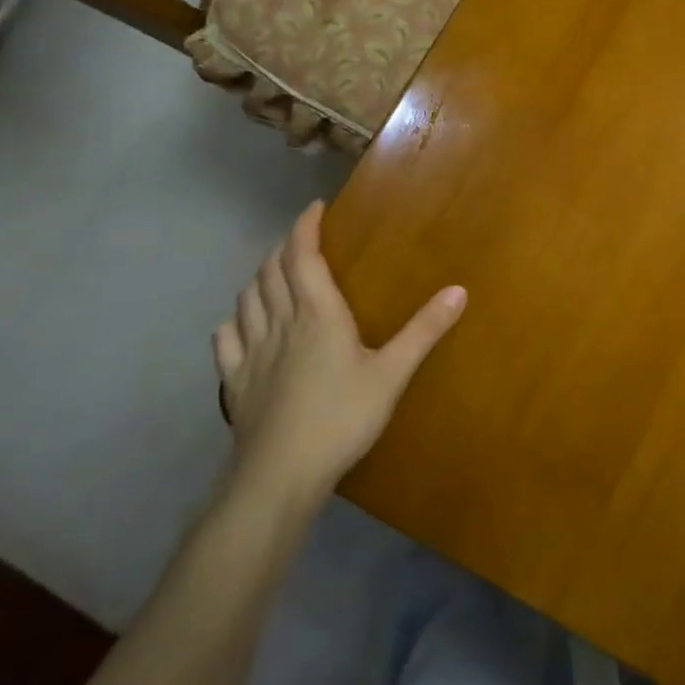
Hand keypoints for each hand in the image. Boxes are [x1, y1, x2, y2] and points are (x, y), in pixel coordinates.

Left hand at [213, 203, 464, 509]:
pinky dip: (234, 320)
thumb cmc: (342, 418)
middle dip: (284, 248)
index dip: (305, 228)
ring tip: (274, 274)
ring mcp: (251, 354)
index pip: (302, 257)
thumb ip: (425, 330)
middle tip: (302, 240)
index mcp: (317, 315)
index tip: (314, 208)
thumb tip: (459, 289)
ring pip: (246, 300)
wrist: (279, 476)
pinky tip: (240, 323)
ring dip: (258, 278)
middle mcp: (280, 324)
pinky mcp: (234, 383)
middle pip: (270, 273)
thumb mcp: (393, 373)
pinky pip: (225, 339)